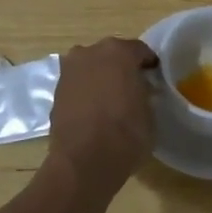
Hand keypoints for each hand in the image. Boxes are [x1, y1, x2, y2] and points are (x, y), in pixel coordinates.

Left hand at [45, 37, 157, 200]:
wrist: (83, 161)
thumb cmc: (125, 134)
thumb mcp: (149, 112)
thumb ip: (145, 93)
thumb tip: (140, 90)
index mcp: (118, 52)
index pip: (140, 51)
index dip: (149, 65)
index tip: (155, 79)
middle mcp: (90, 52)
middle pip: (112, 55)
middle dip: (122, 68)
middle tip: (133, 88)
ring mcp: (69, 70)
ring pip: (92, 67)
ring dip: (101, 77)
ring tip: (111, 100)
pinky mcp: (56, 90)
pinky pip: (78, 83)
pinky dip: (86, 91)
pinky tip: (94, 110)